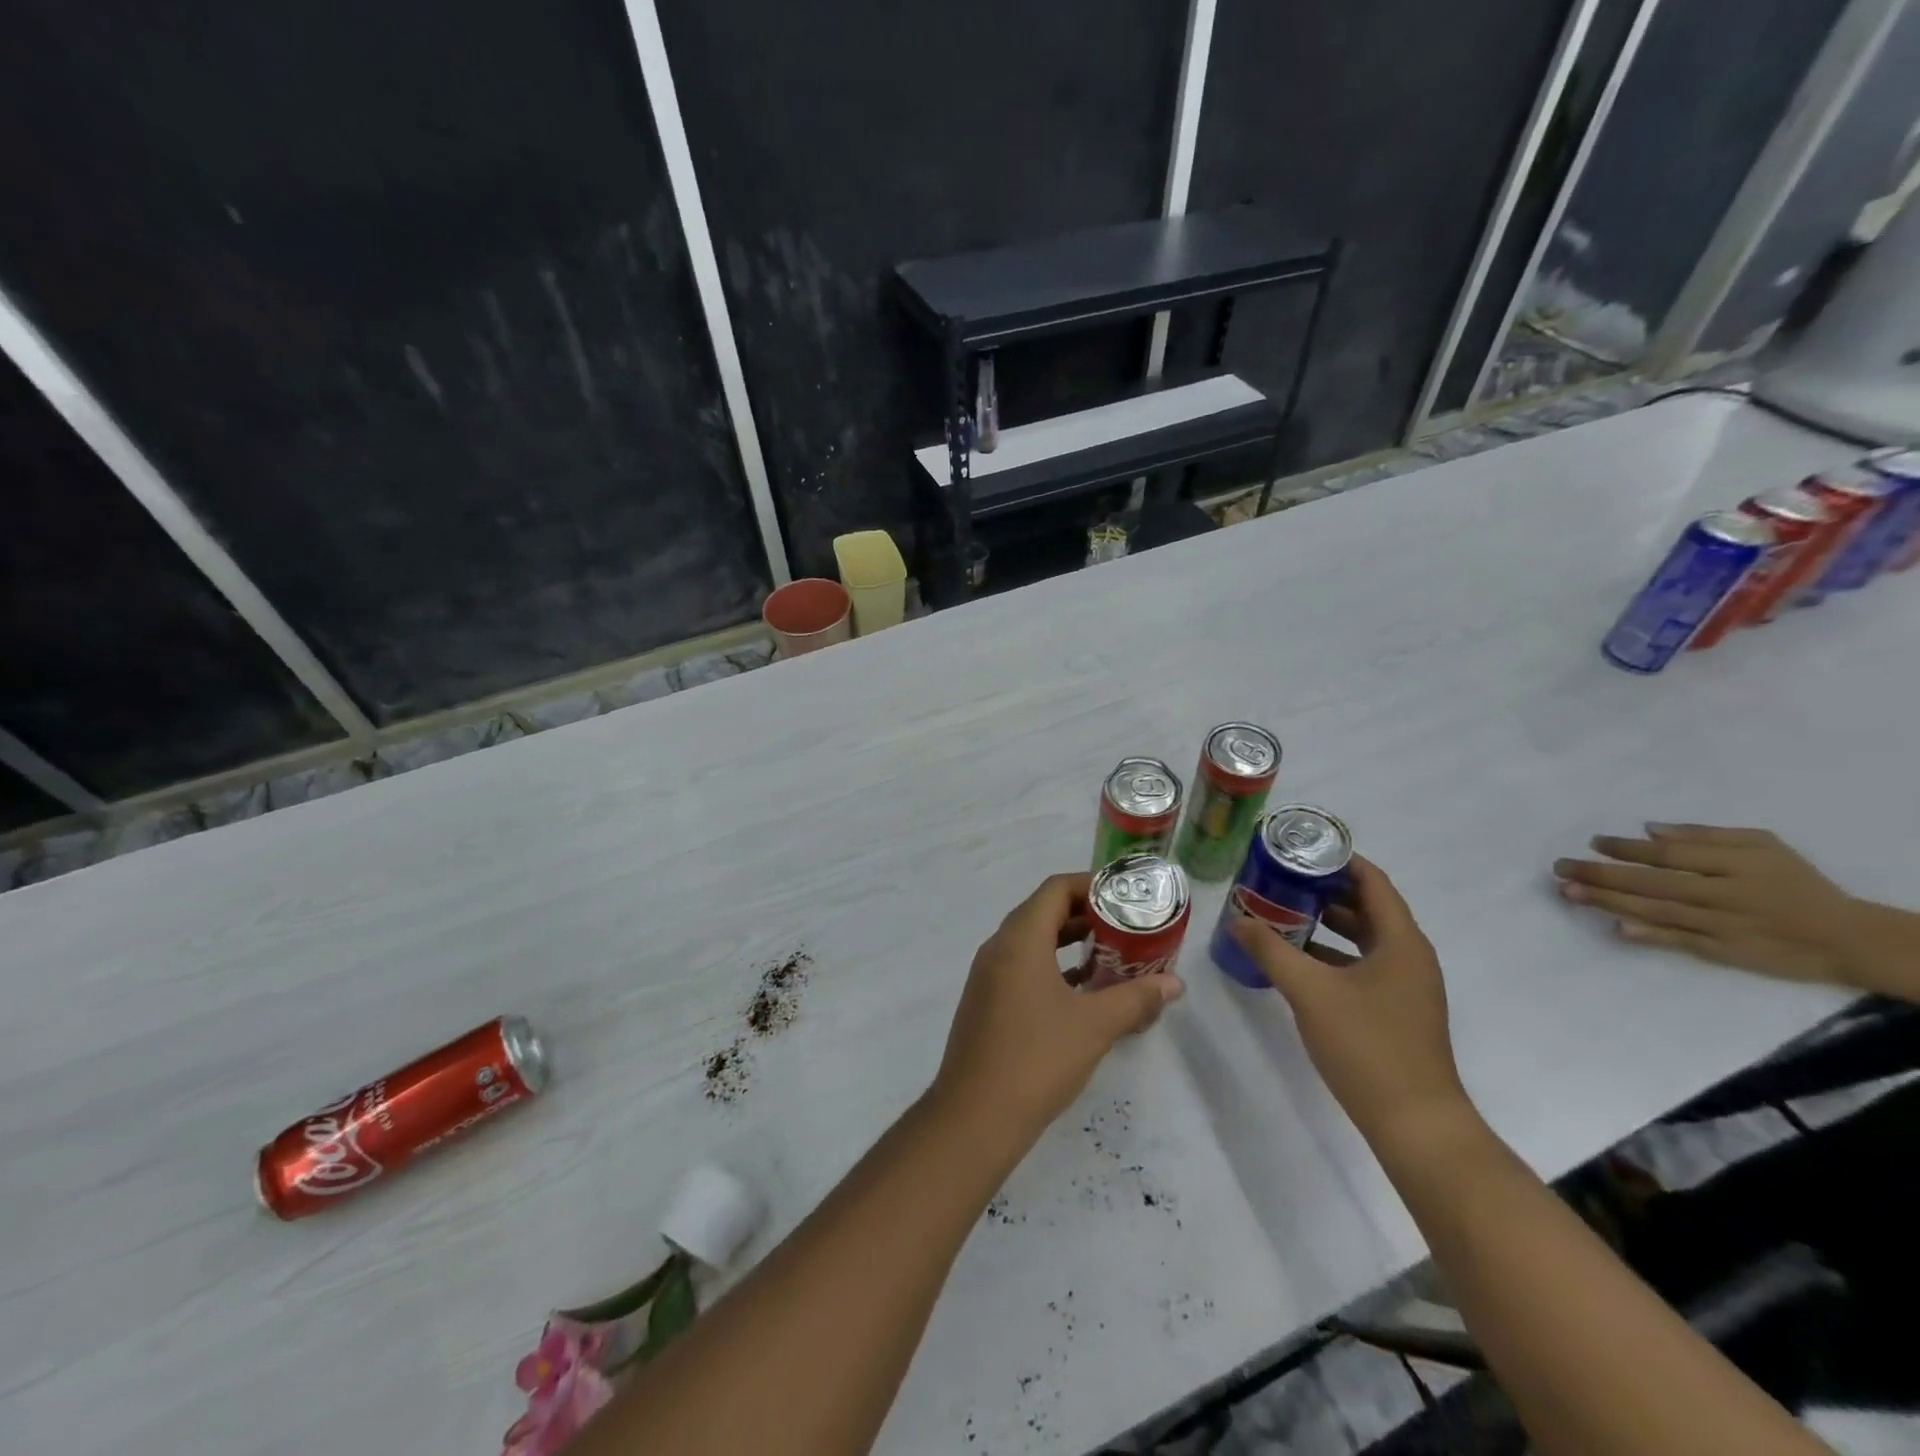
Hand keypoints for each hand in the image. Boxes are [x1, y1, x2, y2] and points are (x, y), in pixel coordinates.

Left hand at [933, 873, 1183, 1147]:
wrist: (975, 1117)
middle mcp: (998, 948)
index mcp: (1019, 940)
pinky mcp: (985, 1002)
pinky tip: (1079, 990)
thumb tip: (1174, 984)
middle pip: (1042, 911)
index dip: (1090, 885)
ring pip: (1031, 941)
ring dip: (1067, 941)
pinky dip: (1050, 966)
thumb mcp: (1094, 1026)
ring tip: (1109, 954)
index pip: (1055, 889)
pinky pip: (1021, 967)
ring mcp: (987, 976)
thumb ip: (1135, 998)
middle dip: (1084, 913)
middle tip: (1124, 925)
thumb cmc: (1037, 1059)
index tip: (1124, 897)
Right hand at [1228, 856, 1469, 1145]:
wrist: (1415, 1124)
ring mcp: (1404, 986)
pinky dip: (1330, 955)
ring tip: (1279, 912)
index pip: (1372, 881)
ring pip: (1362, 939)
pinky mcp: (1395, 1011)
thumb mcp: (1310, 991)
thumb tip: (1237, 920)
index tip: (1298, 848)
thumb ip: (1271, 951)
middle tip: (1279, 877)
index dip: (1338, 860)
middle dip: (1323, 890)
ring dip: (1324, 924)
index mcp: (1400, 941)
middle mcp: (1408, 956)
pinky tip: (1295, 960)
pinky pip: (1361, 966)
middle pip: (1366, 907)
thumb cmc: (1367, 1045)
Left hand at [1553, 824, 1903, 989]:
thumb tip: (1649, 828)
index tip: (1593, 842)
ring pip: (1654, 911)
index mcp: (1734, 865)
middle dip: (1600, 874)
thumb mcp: (1763, 846)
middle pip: (1651, 883)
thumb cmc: (1796, 884)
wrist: (1848, 939)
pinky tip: (1614, 928)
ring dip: (1607, 902)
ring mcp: (1720, 926)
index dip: (1626, 849)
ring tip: (1568, 891)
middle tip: (1559, 866)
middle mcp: (1722, 895)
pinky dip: (1645, 935)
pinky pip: (1677, 942)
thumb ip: (1705, 835)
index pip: (1668, 856)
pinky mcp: (1722, 952)